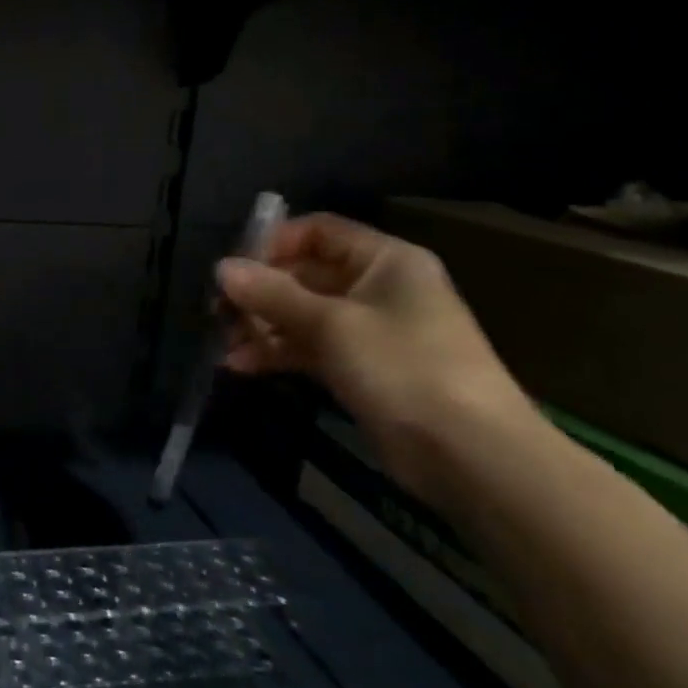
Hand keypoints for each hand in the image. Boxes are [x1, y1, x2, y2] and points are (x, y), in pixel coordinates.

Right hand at [217, 212, 538, 503]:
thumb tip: (221, 267)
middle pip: (305, 274)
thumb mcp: (332, 325)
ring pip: (302, 315)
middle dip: (259, 292)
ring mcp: (369, 331)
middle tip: (218, 312)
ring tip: (225, 344)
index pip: (318, 231)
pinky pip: (310, 349)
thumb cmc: (404, 368)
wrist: (470, 455)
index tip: (233, 269)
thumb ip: (273, 294)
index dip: (273, 244)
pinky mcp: (362, 369)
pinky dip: (278, 354)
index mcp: (384, 260)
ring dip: (262, 326)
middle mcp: (377, 287)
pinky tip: (240, 366)